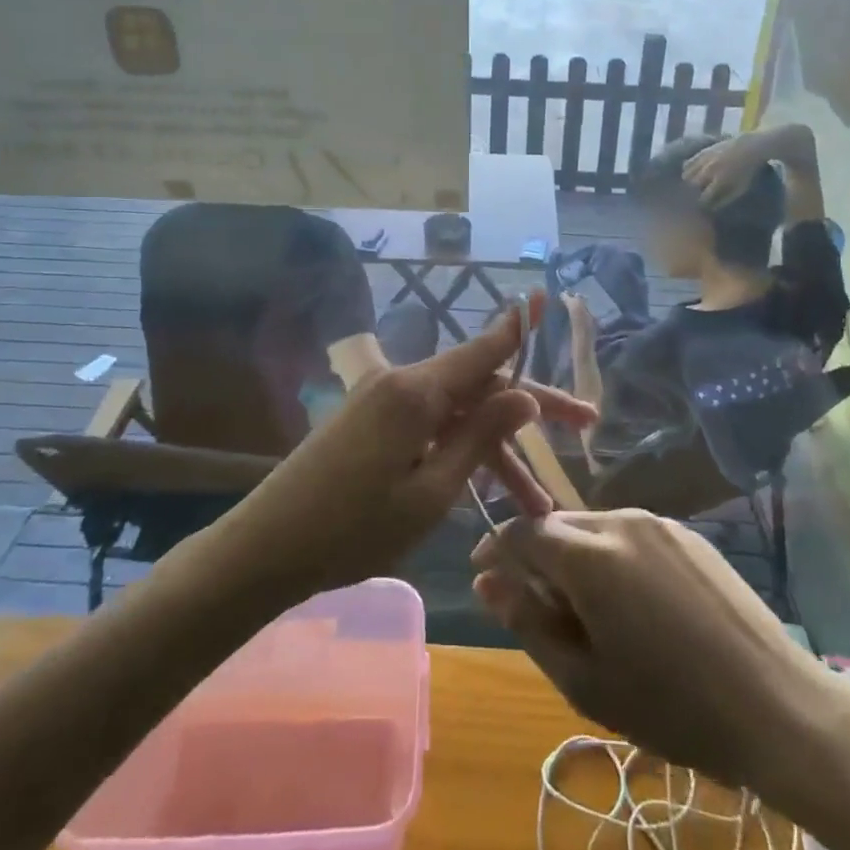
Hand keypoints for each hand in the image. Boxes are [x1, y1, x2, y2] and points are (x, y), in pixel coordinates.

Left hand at [219, 299, 596, 601]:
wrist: (266, 549)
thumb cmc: (353, 530)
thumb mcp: (431, 493)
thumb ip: (479, 437)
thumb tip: (523, 394)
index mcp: (416, 392)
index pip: (483, 350)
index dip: (520, 330)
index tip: (547, 300)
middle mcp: (401, 382)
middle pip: (478, 385)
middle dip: (529, 411)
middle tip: (584, 427)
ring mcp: (382, 400)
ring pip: (456, 413)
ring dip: (495, 448)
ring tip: (536, 502)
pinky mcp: (370, 420)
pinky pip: (429, 424)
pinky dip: (460, 449)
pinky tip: (485, 485)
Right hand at [472, 509, 847, 790]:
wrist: (775, 705)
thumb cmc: (670, 705)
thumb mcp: (583, 678)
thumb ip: (526, 622)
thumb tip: (487, 582)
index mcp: (590, 554)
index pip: (522, 531)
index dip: (496, 550)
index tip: (484, 577)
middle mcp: (622, 520)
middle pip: (559, 525)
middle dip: (537, 556)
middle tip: (539, 609)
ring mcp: (660, 523)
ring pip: (595, 528)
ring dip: (577, 557)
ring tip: (589, 612)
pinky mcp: (689, 535)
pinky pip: (632, 534)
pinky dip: (613, 557)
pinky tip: (634, 604)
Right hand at [681, 133, 776, 207]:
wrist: (749, 148)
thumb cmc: (746, 171)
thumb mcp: (740, 189)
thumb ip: (725, 200)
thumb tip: (712, 209)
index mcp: (718, 181)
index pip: (703, 198)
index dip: (702, 204)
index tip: (704, 205)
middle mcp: (708, 171)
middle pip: (692, 186)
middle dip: (693, 192)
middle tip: (698, 194)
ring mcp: (704, 160)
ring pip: (686, 175)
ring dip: (689, 182)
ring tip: (694, 184)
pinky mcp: (701, 152)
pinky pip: (687, 163)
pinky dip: (687, 170)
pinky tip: (692, 173)